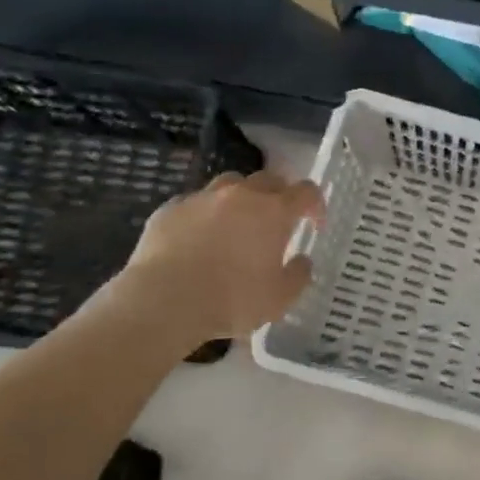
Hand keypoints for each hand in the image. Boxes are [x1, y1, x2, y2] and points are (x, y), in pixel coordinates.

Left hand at [111, 171, 323, 344]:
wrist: (164, 301)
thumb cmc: (231, 300)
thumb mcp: (279, 299)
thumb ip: (298, 275)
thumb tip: (302, 260)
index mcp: (274, 212)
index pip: (306, 191)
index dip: (315, 204)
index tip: (314, 224)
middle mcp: (240, 195)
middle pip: (269, 179)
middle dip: (279, 195)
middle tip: (278, 220)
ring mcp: (202, 198)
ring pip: (229, 183)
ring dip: (241, 197)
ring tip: (237, 222)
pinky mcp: (170, 209)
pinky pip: (194, 203)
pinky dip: (204, 214)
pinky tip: (198, 236)